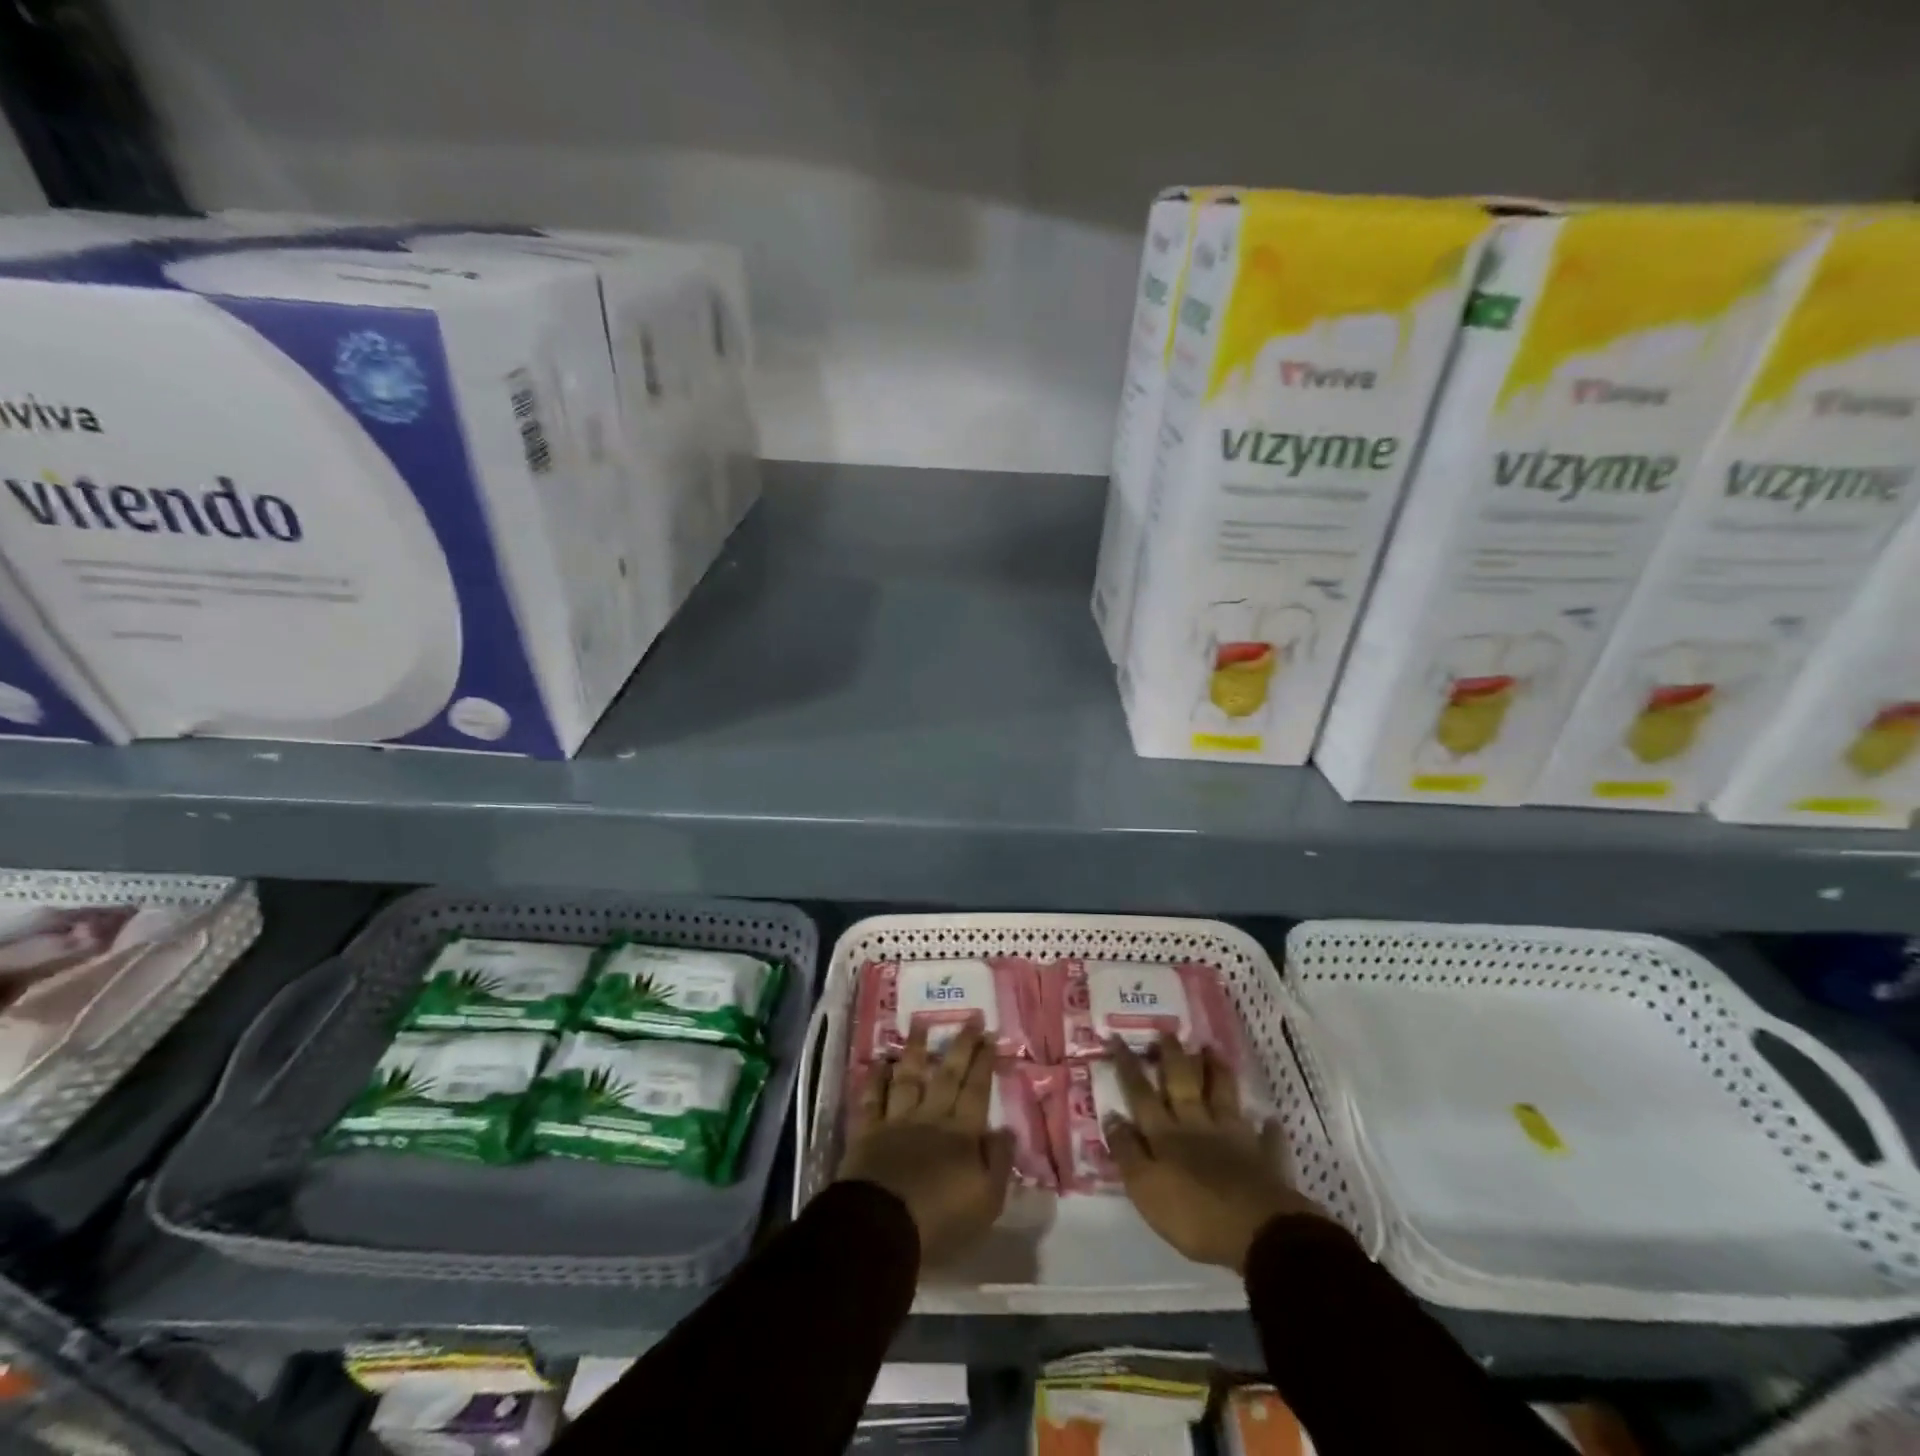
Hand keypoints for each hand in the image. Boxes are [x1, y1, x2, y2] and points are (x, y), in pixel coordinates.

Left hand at [837, 1020, 1013, 1264]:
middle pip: (947, 1075)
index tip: (990, 1035)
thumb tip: (1006, 1129)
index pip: (977, 1090)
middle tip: (970, 1018)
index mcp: (961, 1134)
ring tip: (920, 1023)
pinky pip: (871, 1099)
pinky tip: (880, 1063)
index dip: (984, 1062)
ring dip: (915, 1050)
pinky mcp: (867, 1133)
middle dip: (960, 1046)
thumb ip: (998, 1162)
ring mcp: (896, 1121)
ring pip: (908, 1077)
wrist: (882, 1228)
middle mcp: (930, 1117)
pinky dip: (875, 1079)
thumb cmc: (940, 1220)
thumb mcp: (986, 1200)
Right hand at [1104, 1036, 1326, 1271]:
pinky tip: (1269, 1120)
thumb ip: (1127, 1151)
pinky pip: (1266, 1138)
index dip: (1128, 1066)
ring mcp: (1233, 1138)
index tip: (1117, 1037)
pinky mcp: (1264, 1159)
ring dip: (1217, 1072)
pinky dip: (1267, 1128)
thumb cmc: (1193, 1214)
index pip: (1141, 1093)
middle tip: (1168, 1031)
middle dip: (1173, 1056)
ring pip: (1223, 1096)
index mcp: (1165, 1134)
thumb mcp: (1145, 1188)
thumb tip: (1112, 1115)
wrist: (1258, 1233)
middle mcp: (1197, 1126)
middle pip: (1182, 1084)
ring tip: (1212, 1049)